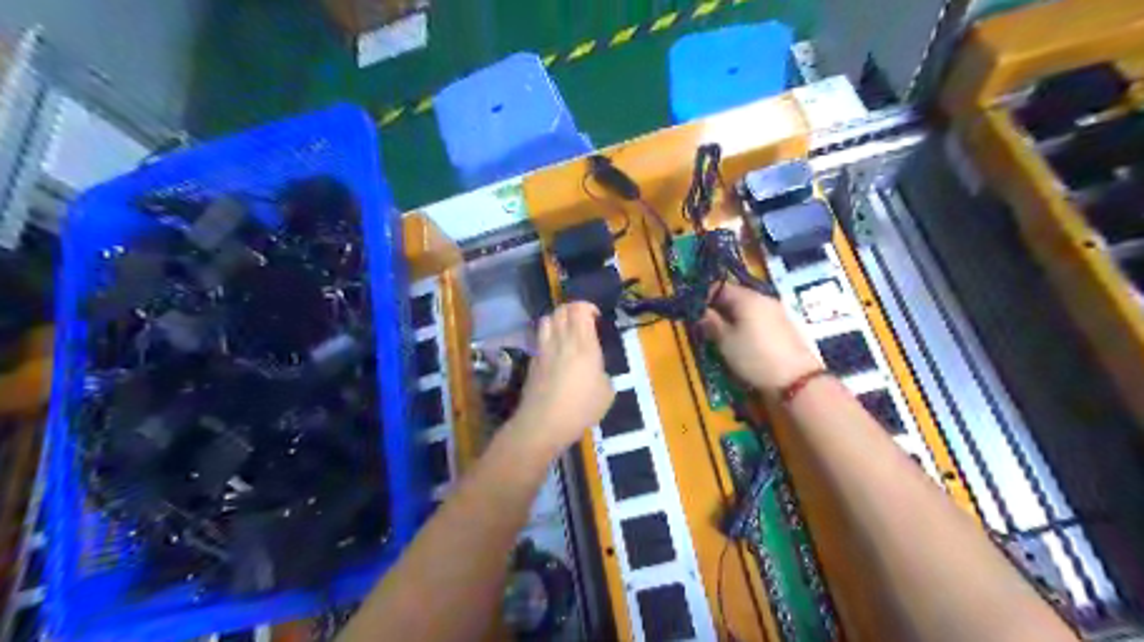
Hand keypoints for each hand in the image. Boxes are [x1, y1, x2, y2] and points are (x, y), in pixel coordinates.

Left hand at [506, 304, 616, 459]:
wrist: (543, 423)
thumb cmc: (580, 408)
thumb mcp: (606, 393)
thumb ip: (603, 374)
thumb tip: (597, 371)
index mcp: (583, 345)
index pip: (580, 310)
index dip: (588, 307)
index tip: (596, 317)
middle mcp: (561, 341)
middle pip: (561, 310)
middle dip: (573, 309)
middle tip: (583, 321)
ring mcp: (544, 350)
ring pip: (546, 320)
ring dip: (557, 319)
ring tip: (567, 331)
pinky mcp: (533, 362)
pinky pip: (540, 339)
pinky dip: (548, 337)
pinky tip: (555, 351)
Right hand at [697, 284, 823, 390]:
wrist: (797, 380)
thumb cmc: (755, 357)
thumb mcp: (726, 342)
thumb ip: (711, 323)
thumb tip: (701, 312)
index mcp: (747, 298)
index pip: (720, 287)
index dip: (704, 296)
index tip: (694, 311)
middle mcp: (763, 299)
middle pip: (735, 297)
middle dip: (719, 308)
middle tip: (705, 324)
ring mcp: (777, 312)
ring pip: (748, 309)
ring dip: (733, 318)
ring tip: (722, 335)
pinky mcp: (785, 326)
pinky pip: (759, 319)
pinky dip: (747, 325)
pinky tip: (742, 341)